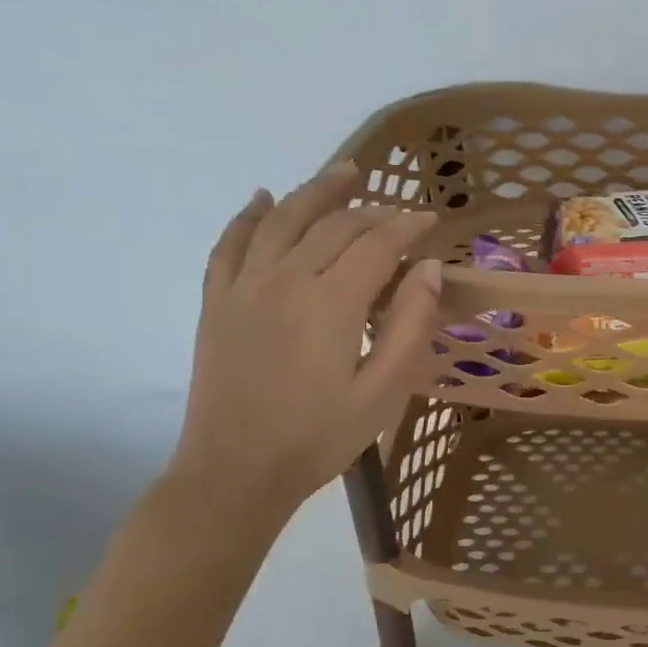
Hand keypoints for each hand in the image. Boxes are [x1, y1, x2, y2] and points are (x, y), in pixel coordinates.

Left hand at [166, 163, 440, 530]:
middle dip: (372, 211)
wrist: (235, 473)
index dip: (408, 226)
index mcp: (331, 303)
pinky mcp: (216, 302)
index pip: (377, 244)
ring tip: (344, 173)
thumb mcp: (384, 392)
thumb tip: (429, 269)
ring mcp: (243, 287)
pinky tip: (262, 198)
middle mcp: (285, 280)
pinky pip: (229, 244)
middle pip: (333, 225)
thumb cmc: (319, 438)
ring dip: (315, 191)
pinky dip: (248, 215)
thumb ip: (410, 326)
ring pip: (282, 219)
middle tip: (398, 212)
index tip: (431, 220)